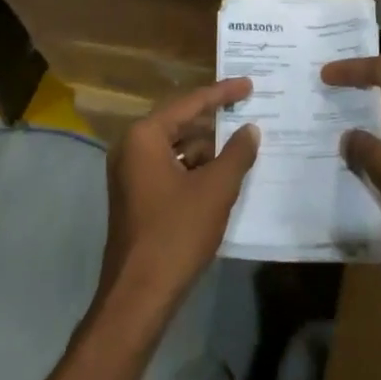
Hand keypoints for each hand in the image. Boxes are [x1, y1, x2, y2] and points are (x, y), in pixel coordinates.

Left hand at [99, 79, 259, 324]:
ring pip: (176, 147)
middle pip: (181, 122)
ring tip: (241, 145)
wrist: (139, 295)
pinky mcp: (135, 196)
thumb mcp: (216, 189)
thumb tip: (250, 129)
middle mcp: (131, 147)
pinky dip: (194, 167)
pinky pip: (169, 167)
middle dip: (215, 119)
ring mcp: (130, 173)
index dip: (222, 93)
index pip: (190, 103)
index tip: (249, 84)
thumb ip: (237, 153)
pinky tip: (220, 175)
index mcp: (145, 136)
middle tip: (247, 109)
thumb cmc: (176, 233)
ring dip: (207, 147)